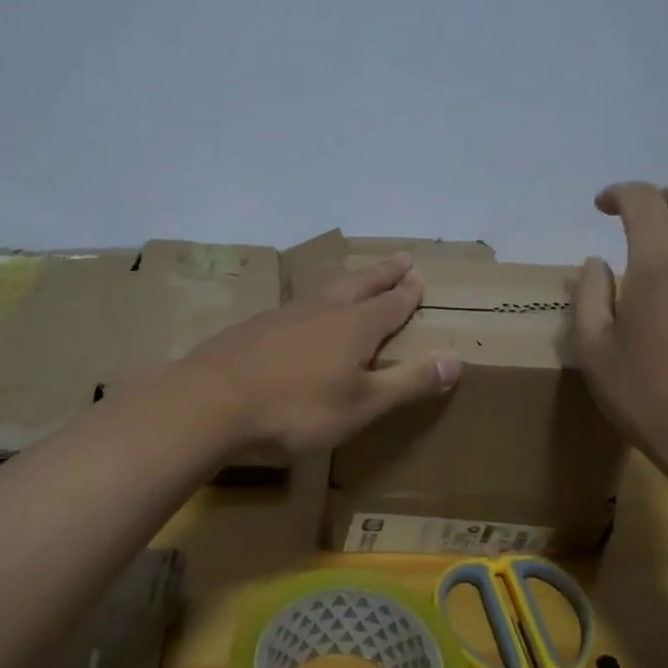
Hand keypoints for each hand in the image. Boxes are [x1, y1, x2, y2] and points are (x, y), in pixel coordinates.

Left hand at [185, 254, 462, 454]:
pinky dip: (313, 305)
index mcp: (354, 327)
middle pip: (360, 285)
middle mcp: (322, 311)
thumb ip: (408, 383)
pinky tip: (302, 317)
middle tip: (400, 258)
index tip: (419, 275)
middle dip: (383, 274)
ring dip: (348, 283)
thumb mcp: (362, 405)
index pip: (390, 304)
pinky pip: (296, 308)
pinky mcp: (254, 328)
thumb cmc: (296, 409)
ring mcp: (284, 316)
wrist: (210, 401)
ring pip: (326, 292)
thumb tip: (456, 360)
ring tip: (356, 280)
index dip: (407, 292)